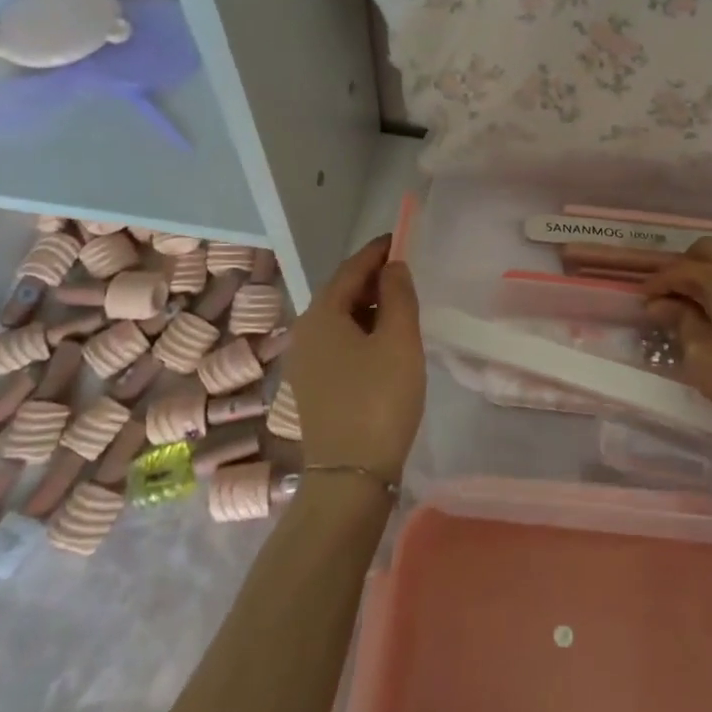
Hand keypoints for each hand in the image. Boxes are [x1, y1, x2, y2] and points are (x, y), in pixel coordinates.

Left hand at [286, 236, 424, 482]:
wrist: (352, 473)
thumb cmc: (379, 398)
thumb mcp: (399, 340)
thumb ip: (398, 296)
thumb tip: (394, 267)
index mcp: (321, 314)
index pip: (351, 269)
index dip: (377, 252)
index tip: (401, 239)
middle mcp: (305, 332)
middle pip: (340, 292)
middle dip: (372, 278)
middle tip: (406, 273)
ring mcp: (306, 362)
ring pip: (339, 319)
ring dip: (368, 306)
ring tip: (401, 305)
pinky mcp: (314, 386)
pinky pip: (338, 342)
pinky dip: (361, 331)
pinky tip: (384, 342)